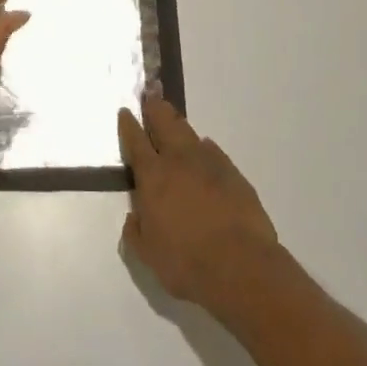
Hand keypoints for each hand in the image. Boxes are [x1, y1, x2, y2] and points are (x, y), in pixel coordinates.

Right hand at [119, 98, 282, 309]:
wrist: (241, 266)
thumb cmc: (185, 262)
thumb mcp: (148, 254)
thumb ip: (136, 232)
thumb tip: (134, 217)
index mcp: (153, 176)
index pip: (135, 141)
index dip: (128, 125)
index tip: (125, 111)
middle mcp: (179, 161)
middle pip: (165, 122)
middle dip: (155, 109)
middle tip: (151, 98)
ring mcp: (210, 164)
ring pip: (190, 133)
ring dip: (179, 126)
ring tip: (175, 124)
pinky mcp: (234, 174)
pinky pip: (214, 153)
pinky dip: (205, 150)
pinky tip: (205, 155)